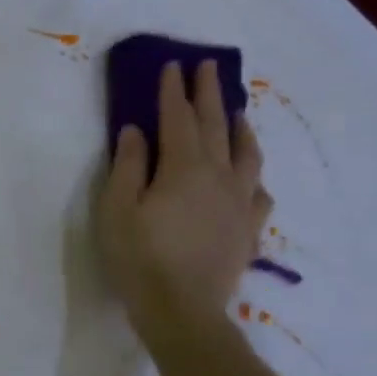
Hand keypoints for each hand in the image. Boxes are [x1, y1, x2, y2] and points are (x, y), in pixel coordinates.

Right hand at [96, 60, 269, 340]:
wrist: (182, 310)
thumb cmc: (139, 257)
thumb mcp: (117, 209)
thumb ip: (128, 166)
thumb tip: (135, 131)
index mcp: (184, 168)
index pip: (178, 119)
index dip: (173, 91)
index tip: (171, 65)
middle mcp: (219, 177)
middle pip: (215, 127)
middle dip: (208, 94)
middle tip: (207, 67)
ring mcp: (239, 204)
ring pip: (247, 155)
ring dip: (239, 128)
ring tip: (237, 113)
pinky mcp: (248, 230)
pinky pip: (259, 194)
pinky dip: (253, 177)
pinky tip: (250, 179)